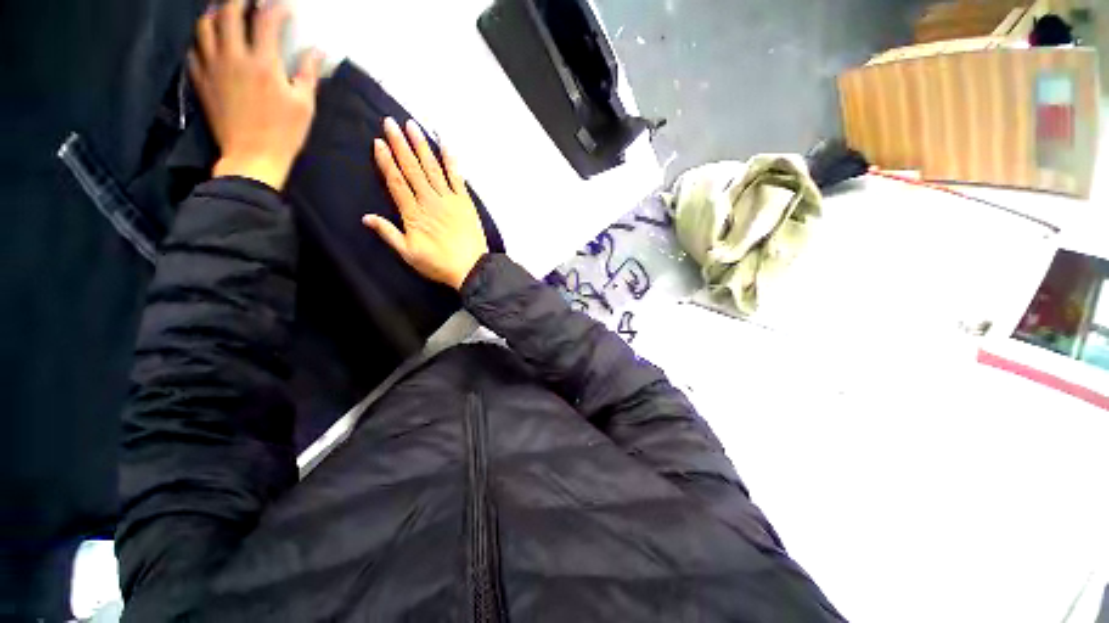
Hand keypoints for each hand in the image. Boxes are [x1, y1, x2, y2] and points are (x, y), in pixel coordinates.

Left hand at [189, 0, 321, 189]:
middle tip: (249, 0)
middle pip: (230, 13)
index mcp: (263, 63)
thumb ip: (308, 74)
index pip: (267, 20)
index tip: (285, 8)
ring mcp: (212, 67)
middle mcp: (234, 57)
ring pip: (205, 25)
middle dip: (240, 0)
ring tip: (225, 11)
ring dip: (215, 12)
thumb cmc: (284, 133)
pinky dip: (201, 38)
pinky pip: (194, 49)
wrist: (252, 157)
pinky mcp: (200, 80)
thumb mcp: (305, 106)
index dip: (277, 8)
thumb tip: (317, 51)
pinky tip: (209, 39)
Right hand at [363, 118, 488, 290]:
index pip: (396, 182)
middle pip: (412, 169)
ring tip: (412, 126)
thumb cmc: (439, 264)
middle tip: (390, 123)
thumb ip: (389, 234)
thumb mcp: (409, 254)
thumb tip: (366, 217)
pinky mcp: (465, 202)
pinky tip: (445, 146)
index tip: (378, 142)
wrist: (471, 268)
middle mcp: (430, 201)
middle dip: (400, 145)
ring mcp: (449, 200)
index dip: (386, 162)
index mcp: (414, 214)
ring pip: (432, 168)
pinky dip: (451, 162)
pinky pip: (457, 178)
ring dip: (422, 146)